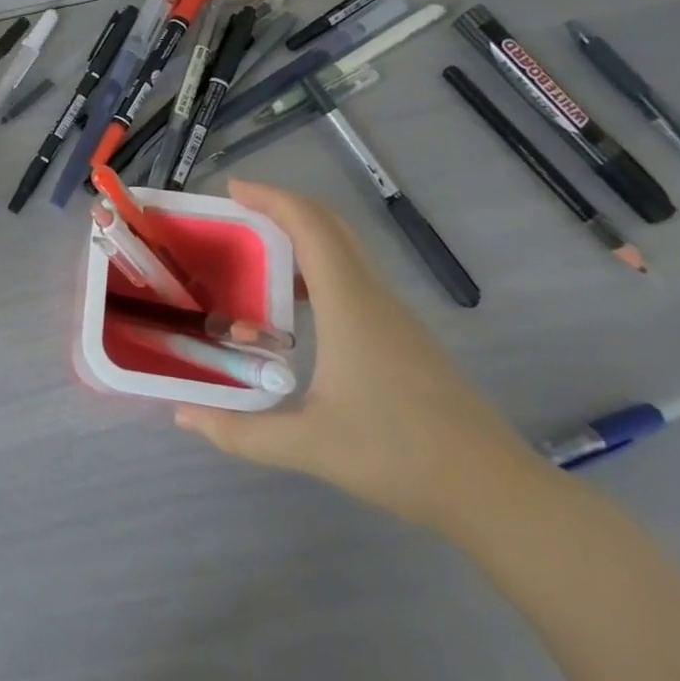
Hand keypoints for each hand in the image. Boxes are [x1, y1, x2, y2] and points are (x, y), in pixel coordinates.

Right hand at [174, 181, 549, 533]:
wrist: (495, 492)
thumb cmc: (399, 456)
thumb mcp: (309, 446)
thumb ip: (240, 432)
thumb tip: (184, 415)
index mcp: (349, 305)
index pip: (310, 227)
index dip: (271, 198)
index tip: (232, 188)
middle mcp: (373, 296)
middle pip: (331, 225)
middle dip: (284, 206)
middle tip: (239, 210)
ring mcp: (395, 315)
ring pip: (347, 249)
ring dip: (303, 234)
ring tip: (258, 252)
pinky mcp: (404, 335)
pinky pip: (355, 276)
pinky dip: (320, 265)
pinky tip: (297, 306)